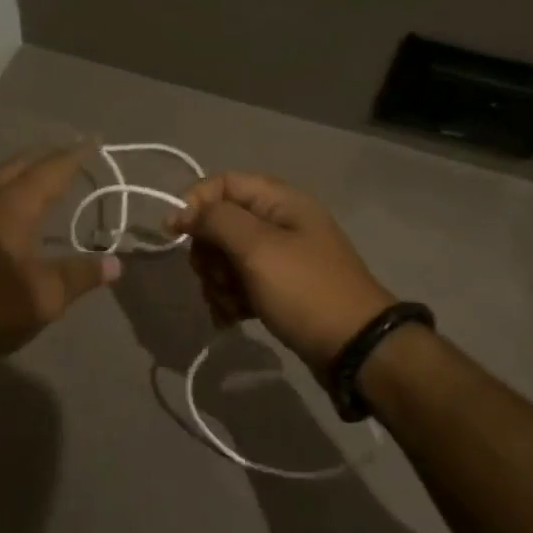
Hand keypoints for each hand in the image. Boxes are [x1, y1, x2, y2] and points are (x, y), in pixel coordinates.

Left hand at [0, 146, 120, 375]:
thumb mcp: (45, 297)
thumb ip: (81, 274)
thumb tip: (116, 263)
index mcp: (11, 207)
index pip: (49, 170)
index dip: (74, 155)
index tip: (95, 140)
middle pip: (20, 164)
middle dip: (49, 156)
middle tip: (76, 153)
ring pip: (0, 176)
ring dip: (27, 169)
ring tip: (50, 172)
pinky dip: (11, 185)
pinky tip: (19, 202)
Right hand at [172, 173, 395, 378]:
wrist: (356, 349)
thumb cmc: (305, 290)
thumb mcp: (258, 248)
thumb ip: (216, 220)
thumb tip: (181, 211)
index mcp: (280, 201)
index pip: (223, 183)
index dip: (196, 204)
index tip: (177, 234)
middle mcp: (279, 222)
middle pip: (220, 223)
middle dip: (208, 253)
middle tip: (217, 277)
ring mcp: (279, 258)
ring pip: (225, 257)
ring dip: (217, 282)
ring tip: (230, 305)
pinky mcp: (278, 289)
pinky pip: (239, 284)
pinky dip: (230, 299)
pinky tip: (232, 319)